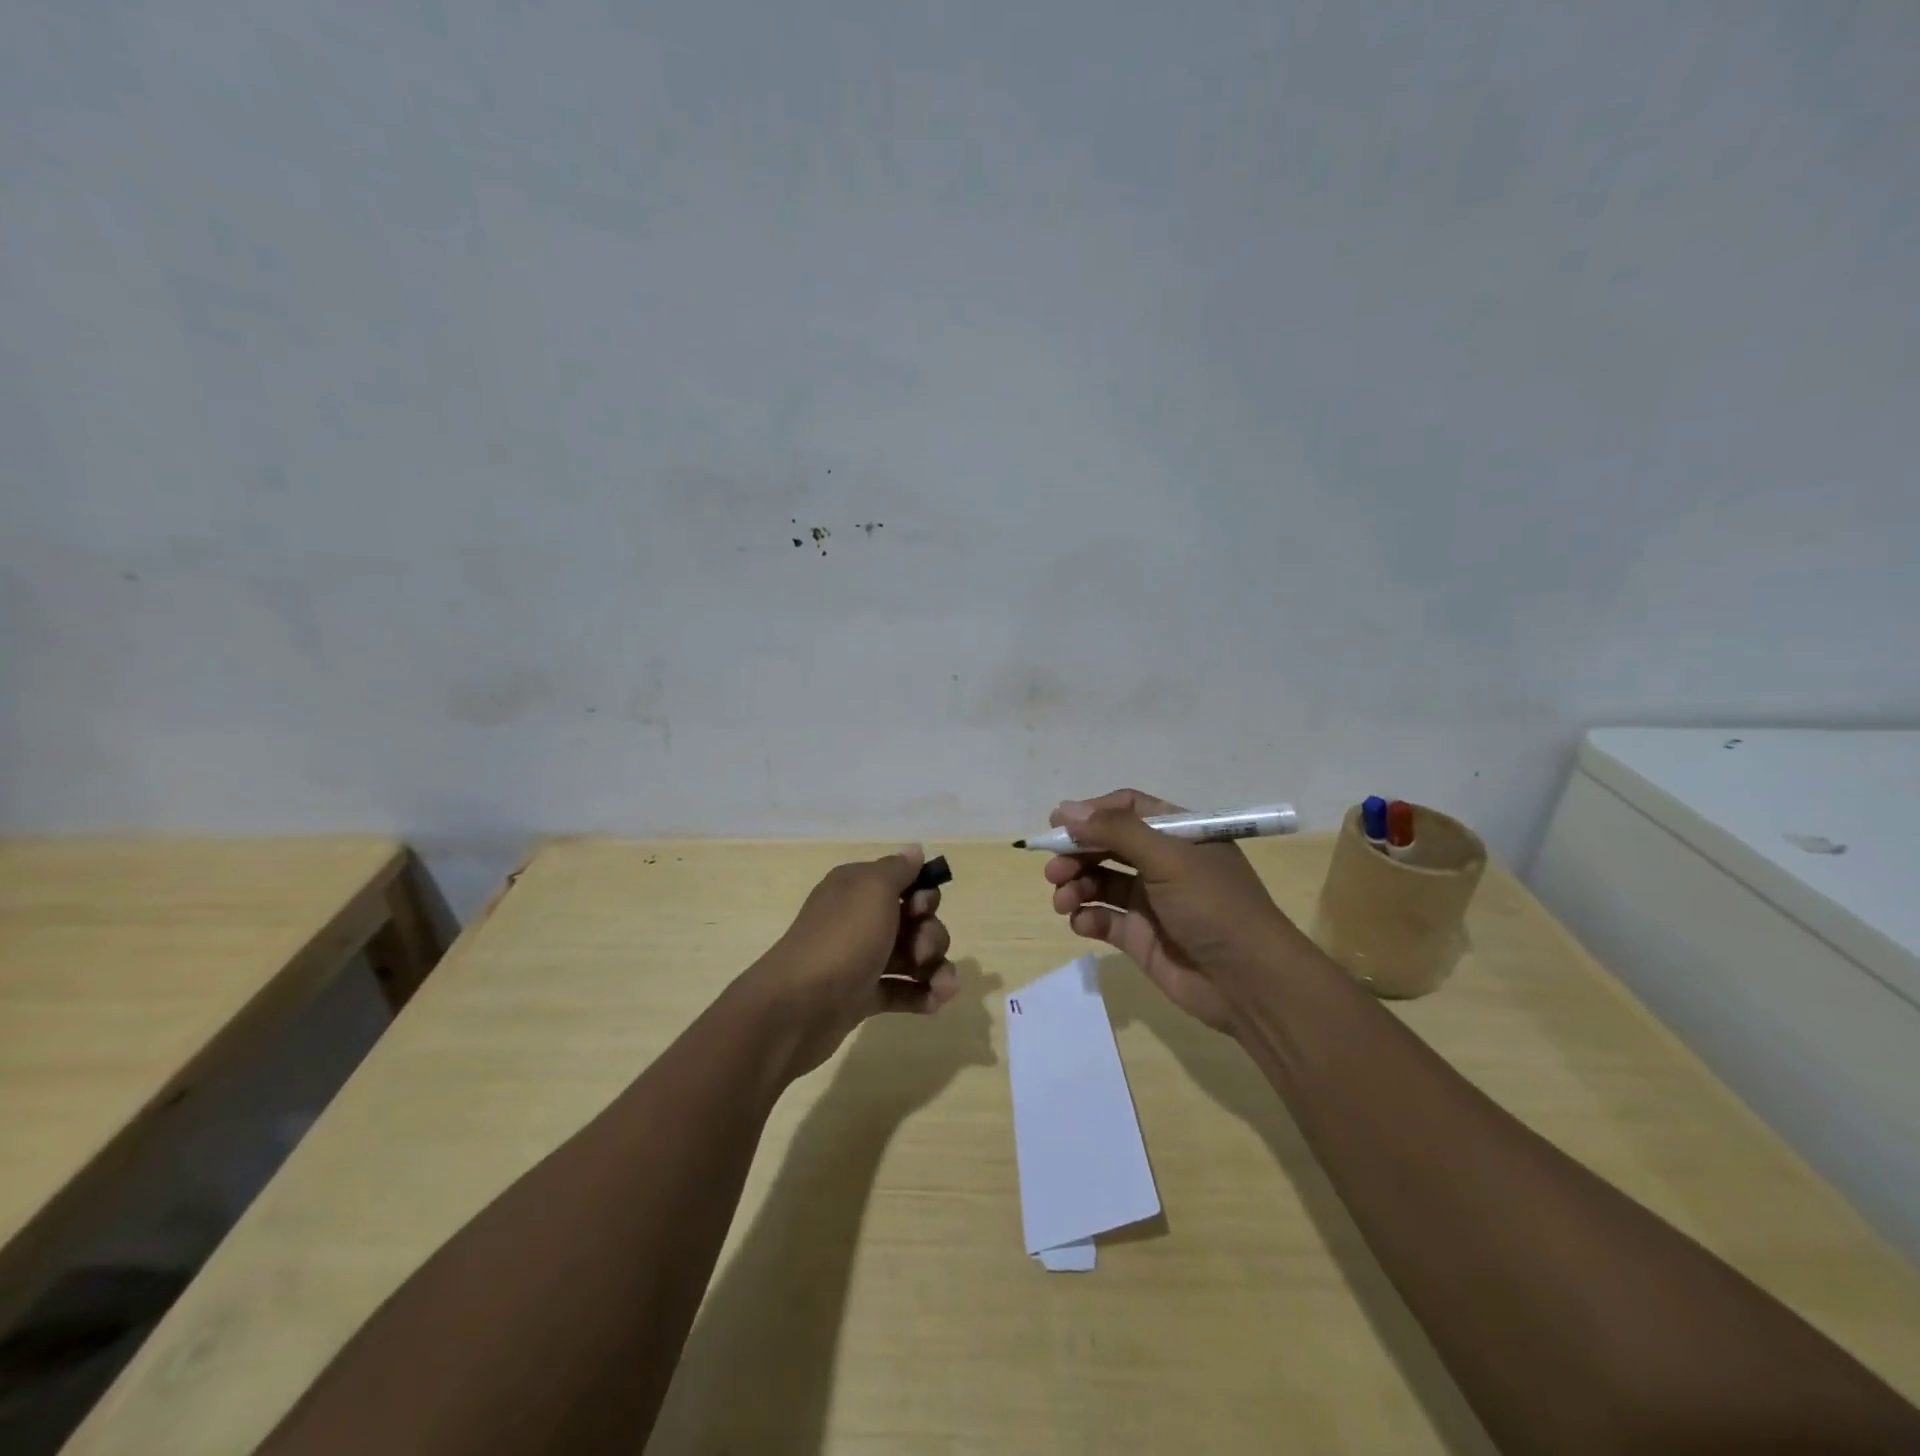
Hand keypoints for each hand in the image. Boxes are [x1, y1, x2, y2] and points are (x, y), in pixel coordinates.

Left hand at [739, 846, 956, 1079]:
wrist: (797, 1007)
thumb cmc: (842, 939)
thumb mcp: (873, 890)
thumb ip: (898, 869)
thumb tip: (914, 850)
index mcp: (857, 888)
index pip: (904, 882)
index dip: (923, 895)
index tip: (920, 909)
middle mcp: (859, 919)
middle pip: (914, 921)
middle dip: (931, 935)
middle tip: (921, 952)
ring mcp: (861, 959)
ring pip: (912, 957)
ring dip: (934, 968)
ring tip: (942, 987)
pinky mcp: (862, 996)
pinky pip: (901, 990)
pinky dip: (921, 994)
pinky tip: (936, 1003)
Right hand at [1043, 789, 1300, 1032]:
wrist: (1250, 984)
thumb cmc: (1214, 907)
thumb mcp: (1168, 859)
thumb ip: (1116, 831)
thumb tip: (1065, 810)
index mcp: (1178, 834)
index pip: (1127, 809)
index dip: (1091, 814)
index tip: (1058, 826)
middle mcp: (1162, 862)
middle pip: (1106, 846)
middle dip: (1076, 854)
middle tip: (1054, 870)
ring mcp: (1150, 901)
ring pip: (1099, 881)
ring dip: (1075, 885)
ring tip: (1063, 900)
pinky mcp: (1140, 937)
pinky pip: (1103, 918)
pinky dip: (1087, 917)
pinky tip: (1082, 923)